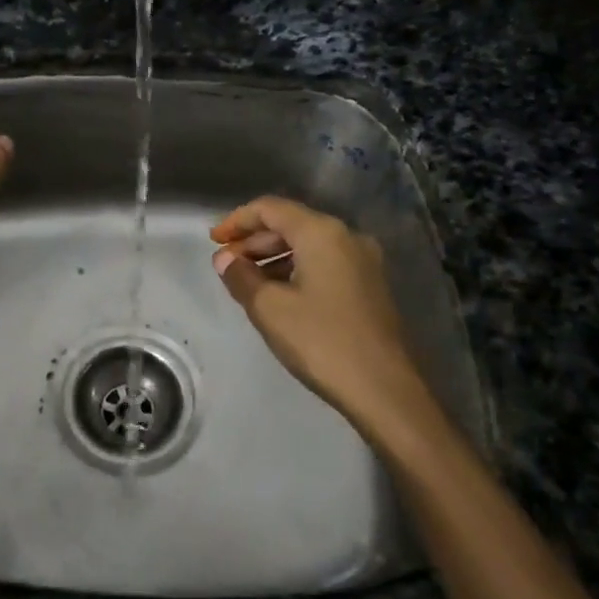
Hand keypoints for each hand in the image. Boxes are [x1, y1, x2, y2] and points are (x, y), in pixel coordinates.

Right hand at [211, 196, 439, 440]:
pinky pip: (325, 262)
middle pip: (291, 223)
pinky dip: (296, 268)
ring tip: (247, 281)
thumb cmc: (321, 341)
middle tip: (226, 264)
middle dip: (254, 240)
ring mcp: (363, 261)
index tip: (213, 241)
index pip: (270, 208)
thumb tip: (225, 259)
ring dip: (274, 256)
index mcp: (321, 232)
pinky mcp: (370, 285)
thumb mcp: (269, 308)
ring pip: (308, 244)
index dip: (237, 220)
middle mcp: (346, 236)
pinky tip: (279, 294)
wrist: (384, 389)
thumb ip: (241, 276)